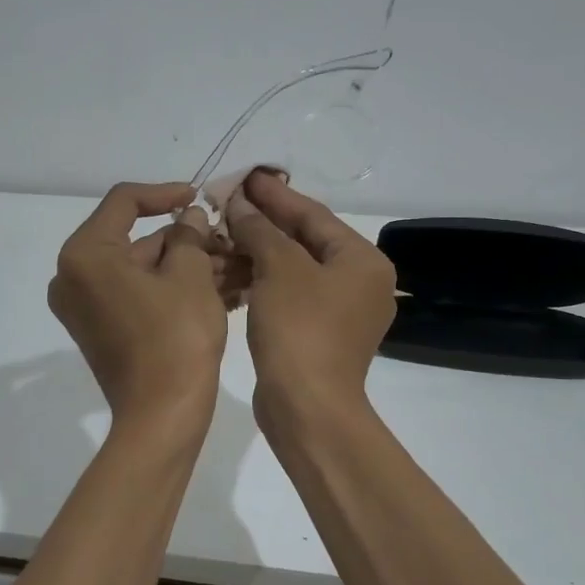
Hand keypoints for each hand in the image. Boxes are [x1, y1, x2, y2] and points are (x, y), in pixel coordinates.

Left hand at [48, 182, 228, 430]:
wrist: (162, 416)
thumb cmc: (176, 338)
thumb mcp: (190, 276)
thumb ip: (188, 236)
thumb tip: (189, 218)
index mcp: (85, 255)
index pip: (124, 202)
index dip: (165, 193)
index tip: (199, 196)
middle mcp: (73, 277)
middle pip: (134, 240)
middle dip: (184, 240)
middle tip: (225, 240)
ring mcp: (85, 307)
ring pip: (141, 270)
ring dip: (184, 266)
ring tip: (232, 266)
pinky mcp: (100, 330)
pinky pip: (137, 295)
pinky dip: (171, 289)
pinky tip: (216, 288)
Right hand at [224, 169, 396, 415]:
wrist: (307, 408)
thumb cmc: (300, 330)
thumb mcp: (279, 269)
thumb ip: (260, 229)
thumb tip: (241, 204)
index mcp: (362, 261)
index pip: (313, 215)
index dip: (275, 195)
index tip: (245, 177)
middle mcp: (359, 282)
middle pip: (305, 241)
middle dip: (264, 223)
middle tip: (228, 202)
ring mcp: (341, 312)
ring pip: (294, 269)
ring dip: (258, 253)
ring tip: (221, 235)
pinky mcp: (319, 334)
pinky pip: (289, 295)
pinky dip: (262, 282)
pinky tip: (231, 271)